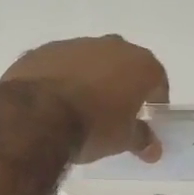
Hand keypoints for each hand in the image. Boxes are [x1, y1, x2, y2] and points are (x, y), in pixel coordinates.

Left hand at [2, 35, 169, 163]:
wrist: (36, 115)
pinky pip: (59, 64)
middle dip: (121, 84)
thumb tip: (154, 150)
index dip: (155, 98)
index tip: (147, 116)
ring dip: (89, 78)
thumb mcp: (122, 140)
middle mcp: (110, 45)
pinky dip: (60, 78)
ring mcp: (74, 44)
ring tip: (79, 107)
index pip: (157, 79)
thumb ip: (142, 140)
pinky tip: (52, 101)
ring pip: (89, 61)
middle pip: (123, 64)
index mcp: (138, 64)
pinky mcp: (43, 50)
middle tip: (114, 111)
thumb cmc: (93, 127)